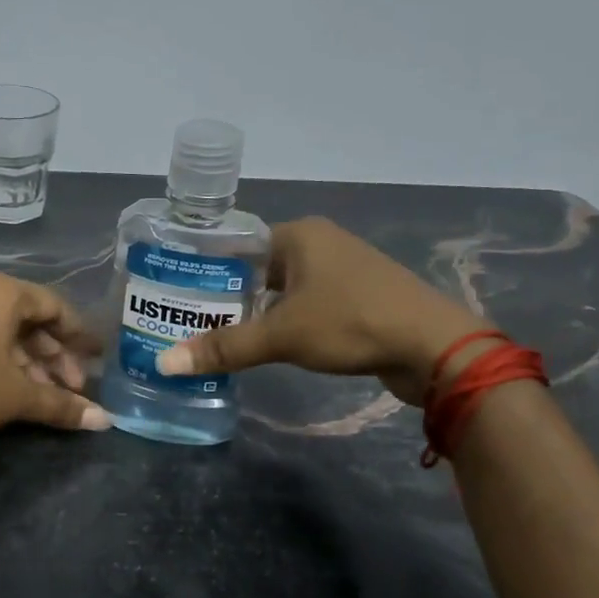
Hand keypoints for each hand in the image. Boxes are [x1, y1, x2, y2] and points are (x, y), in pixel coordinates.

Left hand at [0, 273, 109, 442]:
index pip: (54, 306)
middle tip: (72, 387)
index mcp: (3, 291)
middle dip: (53, 356)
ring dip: (28, 361)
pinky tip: (10, 388)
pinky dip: (0, 358)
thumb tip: (105, 421)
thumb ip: (62, 405)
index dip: (79, 335)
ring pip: (2, 330)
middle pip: (29, 319)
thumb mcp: (18, 396)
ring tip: (44, 395)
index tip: (97, 358)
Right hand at [154, 217, 487, 403]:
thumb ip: (224, 348)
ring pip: (283, 287)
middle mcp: (320, 242)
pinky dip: (285, 319)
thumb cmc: (351, 323)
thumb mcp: (282, 335)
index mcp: (299, 234)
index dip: (206, 268)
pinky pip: (307, 302)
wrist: (434, 347)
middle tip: (189, 319)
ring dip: (257, 309)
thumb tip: (164, 363)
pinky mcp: (358, 296)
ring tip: (218, 333)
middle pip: (258, 267)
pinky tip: (266, 341)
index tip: (176, 292)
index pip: (237, 244)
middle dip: (228, 293)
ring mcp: (343, 269)